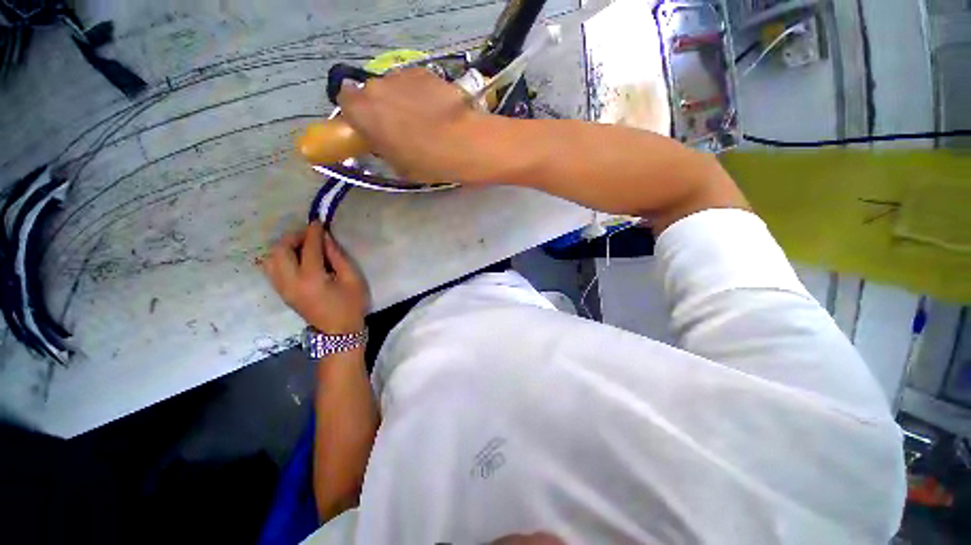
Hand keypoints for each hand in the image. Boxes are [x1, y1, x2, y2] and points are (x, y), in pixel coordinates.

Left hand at [263, 221, 367, 333]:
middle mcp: (291, 282)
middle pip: (280, 251)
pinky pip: (271, 269)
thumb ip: (338, 257)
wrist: (338, 332)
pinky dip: (280, 258)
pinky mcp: (282, 293)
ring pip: (270, 259)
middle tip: (310, 235)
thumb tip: (326, 238)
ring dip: (284, 247)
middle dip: (293, 237)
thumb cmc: (351, 305)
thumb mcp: (352, 279)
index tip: (318, 221)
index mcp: (312, 279)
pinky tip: (295, 258)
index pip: (308, 248)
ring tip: (301, 246)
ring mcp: (283, 289)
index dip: (313, 232)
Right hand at [338, 68, 486, 182]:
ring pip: (393, 86)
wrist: (462, 143)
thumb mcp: (398, 166)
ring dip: (401, 99)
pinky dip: (419, 93)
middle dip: (381, 107)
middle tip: (399, 127)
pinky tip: (436, 108)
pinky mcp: (423, 72)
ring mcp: (400, 76)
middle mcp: (375, 86)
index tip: (370, 128)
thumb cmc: (427, 162)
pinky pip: (413, 82)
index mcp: (362, 112)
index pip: (345, 102)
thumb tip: (383, 141)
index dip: (357, 115)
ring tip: (423, 118)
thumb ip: (383, 149)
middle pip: (370, 93)